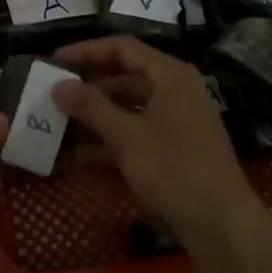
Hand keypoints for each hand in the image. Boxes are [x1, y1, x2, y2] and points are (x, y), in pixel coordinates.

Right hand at [52, 36, 265, 265]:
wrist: (221, 224)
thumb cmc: (175, 170)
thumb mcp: (128, 137)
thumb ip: (92, 108)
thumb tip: (58, 86)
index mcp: (170, 77)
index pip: (122, 48)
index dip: (86, 51)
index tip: (54, 61)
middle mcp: (173, 92)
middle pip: (123, 77)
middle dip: (86, 87)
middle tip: (50, 94)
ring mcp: (173, 122)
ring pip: (125, 109)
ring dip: (92, 117)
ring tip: (54, 125)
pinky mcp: (170, 150)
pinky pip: (132, 134)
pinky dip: (106, 141)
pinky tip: (73, 156)